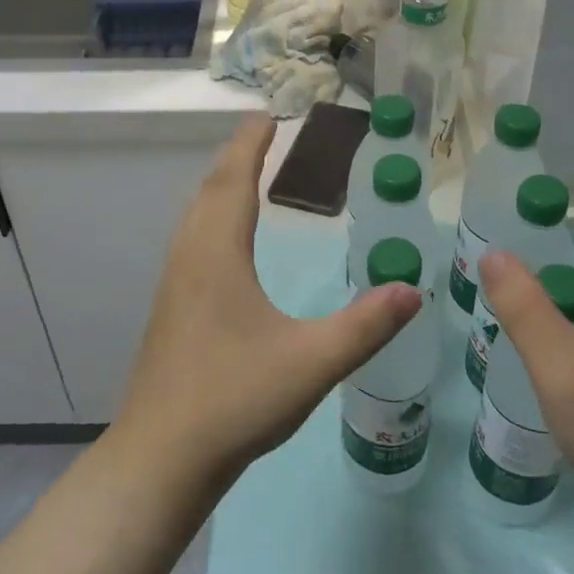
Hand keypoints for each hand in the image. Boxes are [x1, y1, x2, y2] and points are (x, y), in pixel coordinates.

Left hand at [111, 114, 421, 494]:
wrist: (160, 459)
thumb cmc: (233, 400)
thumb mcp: (310, 362)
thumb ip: (364, 326)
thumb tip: (413, 290)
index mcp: (217, 254)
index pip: (234, 179)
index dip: (251, 144)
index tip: (269, 114)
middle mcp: (190, 257)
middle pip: (210, 189)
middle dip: (237, 157)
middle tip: (265, 134)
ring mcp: (175, 284)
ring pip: (195, 215)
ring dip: (220, 186)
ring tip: (247, 174)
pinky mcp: (171, 310)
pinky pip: (192, 240)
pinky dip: (211, 216)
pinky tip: (226, 242)